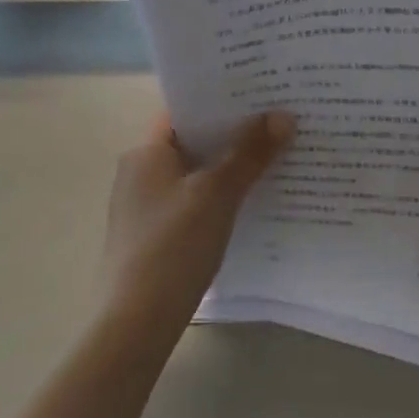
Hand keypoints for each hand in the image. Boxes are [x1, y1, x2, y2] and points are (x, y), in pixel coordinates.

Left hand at [99, 111, 293, 345]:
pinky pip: (193, 201)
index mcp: (146, 152)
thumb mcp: (217, 194)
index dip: (220, 99)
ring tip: (275, 157)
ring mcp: (145, 207)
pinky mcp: (154, 236)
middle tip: (278, 122)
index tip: (260, 92)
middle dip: (233, 134)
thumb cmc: (172, 246)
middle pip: (193, 141)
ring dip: (229, 167)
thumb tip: (283, 115)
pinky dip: (219, 196)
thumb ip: (250, 153)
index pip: (184, 110)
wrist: (135, 325)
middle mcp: (140, 172)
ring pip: (195, 173)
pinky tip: (251, 202)